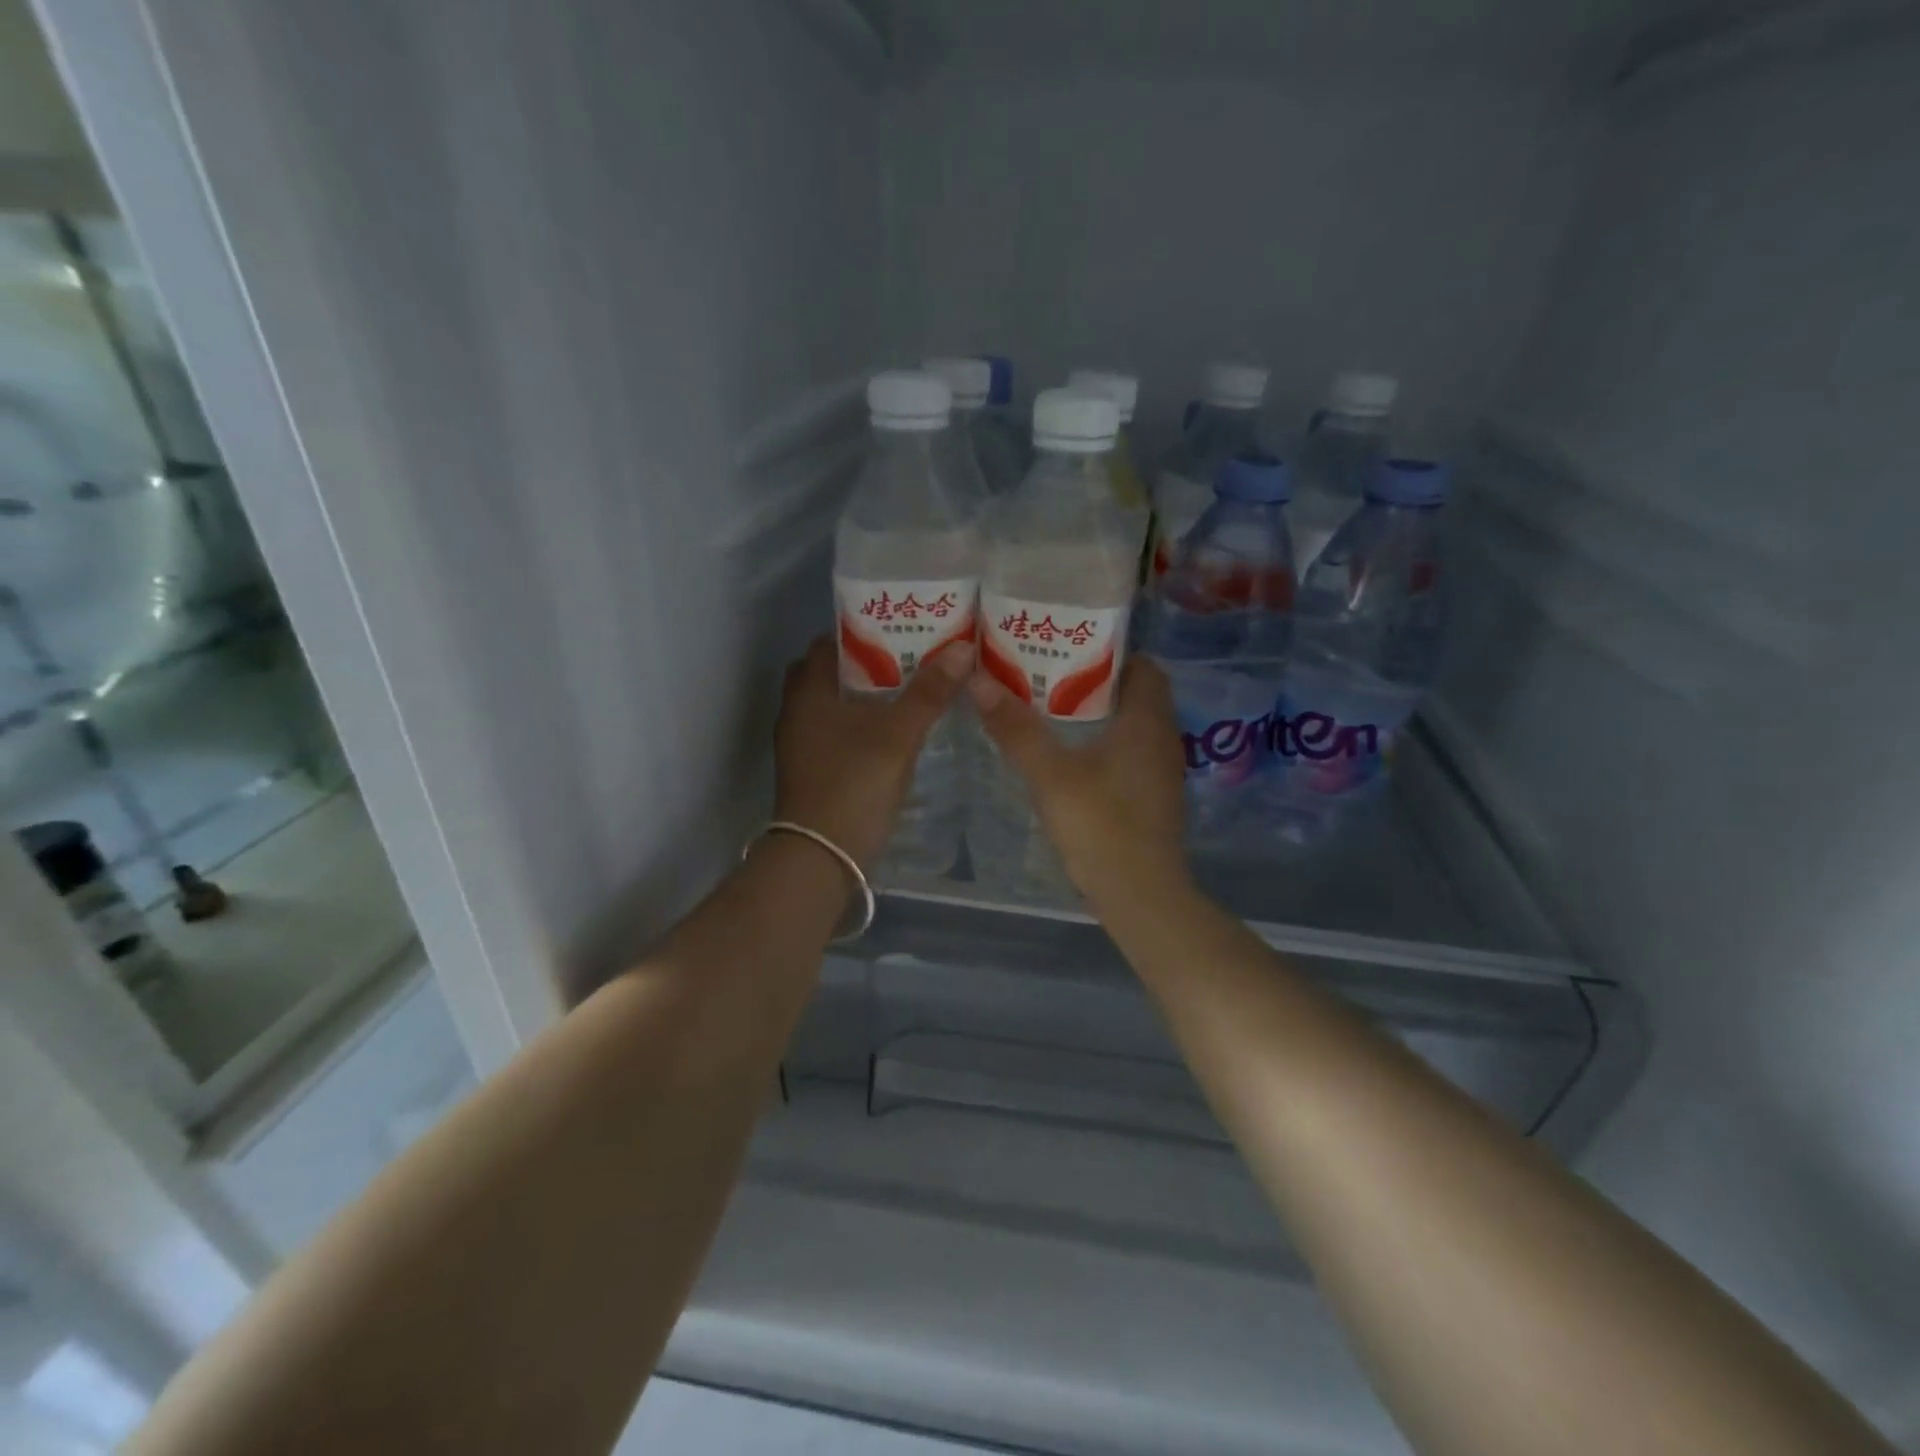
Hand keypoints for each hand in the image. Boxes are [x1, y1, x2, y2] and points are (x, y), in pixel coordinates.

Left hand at [774, 634, 972, 869]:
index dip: (862, 632)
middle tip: (908, 662)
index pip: (829, 643)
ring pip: (833, 705)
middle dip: (866, 665)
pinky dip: (859, 725)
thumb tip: (961, 648)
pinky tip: (891, 733)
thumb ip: (929, 692)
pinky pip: (835, 732)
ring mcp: (800, 744)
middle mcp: (797, 711)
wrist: (820, 857)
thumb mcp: (898, 735)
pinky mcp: (810, 770)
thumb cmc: (854, 785)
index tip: (899, 632)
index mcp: (809, 691)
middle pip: (831, 673)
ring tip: (908, 692)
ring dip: (864, 697)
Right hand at [967, 655, 1189, 905]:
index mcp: (1147, 720)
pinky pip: (1131, 754)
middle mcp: (1162, 738)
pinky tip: (1071, 757)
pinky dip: (1105, 745)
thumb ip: (1016, 728)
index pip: (1143, 666)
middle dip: (1095, 683)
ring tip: (1051, 712)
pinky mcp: (1153, 797)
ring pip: (1132, 726)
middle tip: (1048, 678)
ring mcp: (1161, 771)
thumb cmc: (1100, 825)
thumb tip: (979, 680)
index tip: (1069, 651)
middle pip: (1135, 694)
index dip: (1109, 653)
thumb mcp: (1050, 774)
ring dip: (1098, 716)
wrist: (1140, 895)